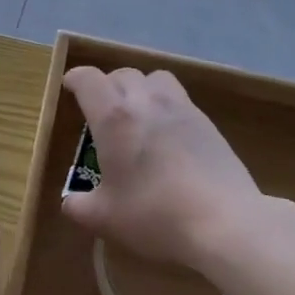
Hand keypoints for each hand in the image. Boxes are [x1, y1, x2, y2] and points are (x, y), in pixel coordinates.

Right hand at [60, 65, 268, 270]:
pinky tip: (169, 133)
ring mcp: (180, 107)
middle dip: (107, 85)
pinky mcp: (207, 122)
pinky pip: (180, 97)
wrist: (225, 221)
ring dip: (141, 87)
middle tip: (102, 109)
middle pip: (122, 73)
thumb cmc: (155, 215)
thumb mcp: (106, 219)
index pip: (88, 79)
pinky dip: (167, 104)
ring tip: (138, 112)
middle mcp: (145, 101)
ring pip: (154, 78)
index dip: (76, 79)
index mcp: (113, 117)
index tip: (70, 87)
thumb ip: (80, 207)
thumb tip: (70, 203)